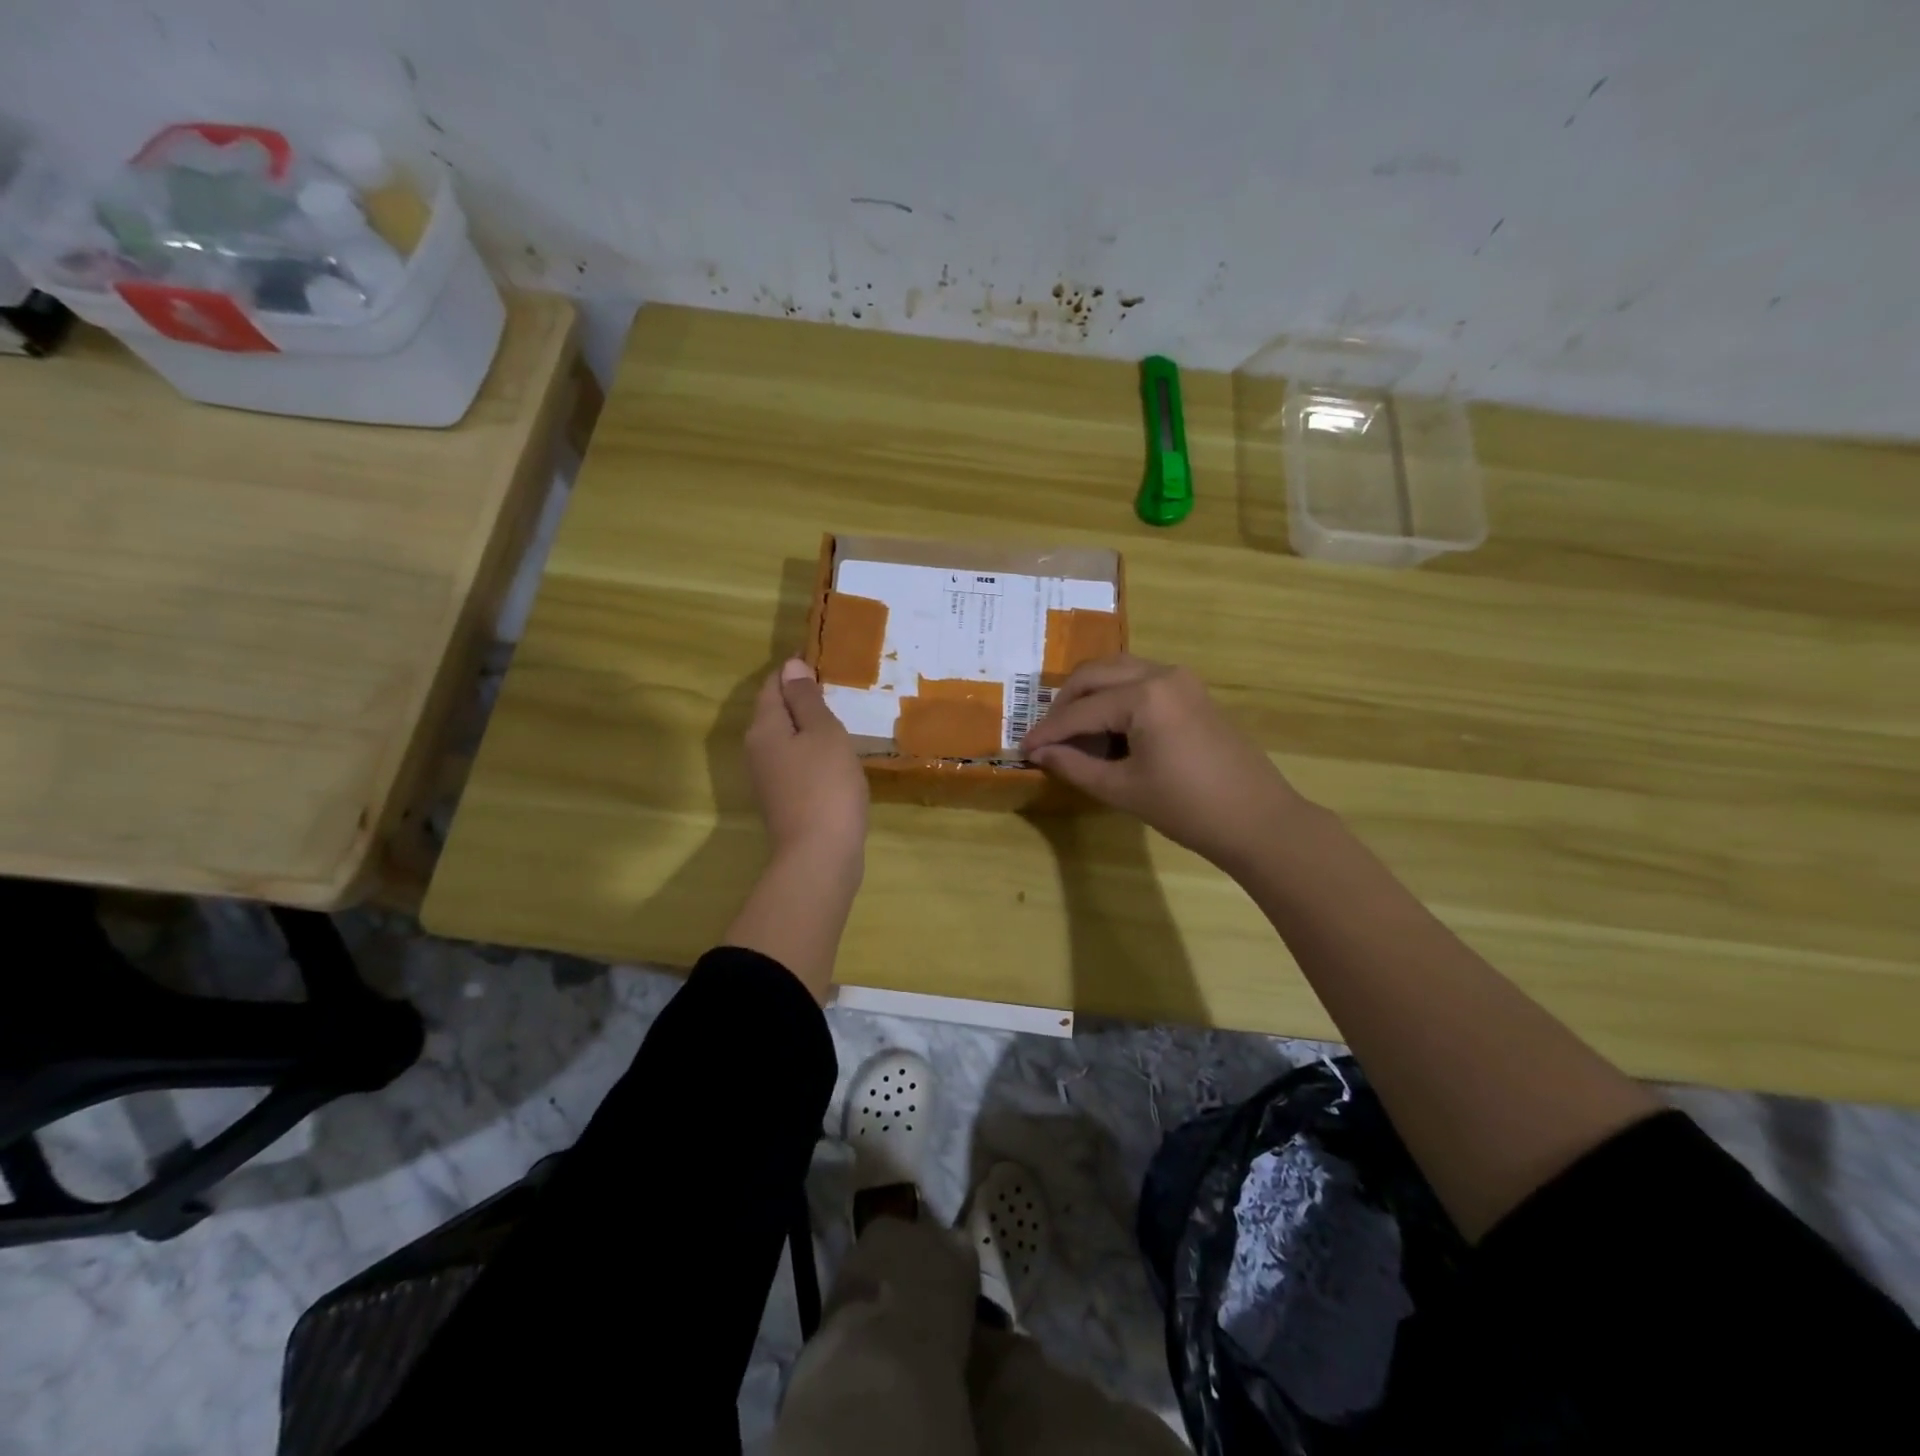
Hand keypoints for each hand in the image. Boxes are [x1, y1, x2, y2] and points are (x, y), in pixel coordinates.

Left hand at [744, 658, 868, 875]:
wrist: (819, 855)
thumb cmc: (825, 785)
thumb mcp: (822, 732)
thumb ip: (806, 699)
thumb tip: (791, 667)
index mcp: (764, 727)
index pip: (774, 684)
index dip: (795, 670)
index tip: (825, 660)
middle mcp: (757, 749)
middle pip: (776, 711)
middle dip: (802, 697)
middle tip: (839, 687)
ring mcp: (768, 778)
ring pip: (786, 738)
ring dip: (809, 726)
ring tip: (842, 717)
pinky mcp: (784, 799)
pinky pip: (796, 761)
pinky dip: (813, 751)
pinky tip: (837, 756)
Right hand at [1020, 654, 1303, 871]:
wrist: (1257, 820)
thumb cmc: (1187, 808)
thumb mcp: (1122, 789)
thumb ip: (1074, 766)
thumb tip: (1038, 753)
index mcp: (1144, 695)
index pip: (1081, 710)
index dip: (1048, 731)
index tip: (1022, 748)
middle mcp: (1162, 674)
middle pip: (1096, 674)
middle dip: (1065, 703)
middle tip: (1046, 737)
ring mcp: (1181, 680)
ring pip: (1118, 671)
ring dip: (1090, 695)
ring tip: (1072, 732)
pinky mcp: (1192, 692)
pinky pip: (1140, 681)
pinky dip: (1115, 697)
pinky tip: (1106, 729)